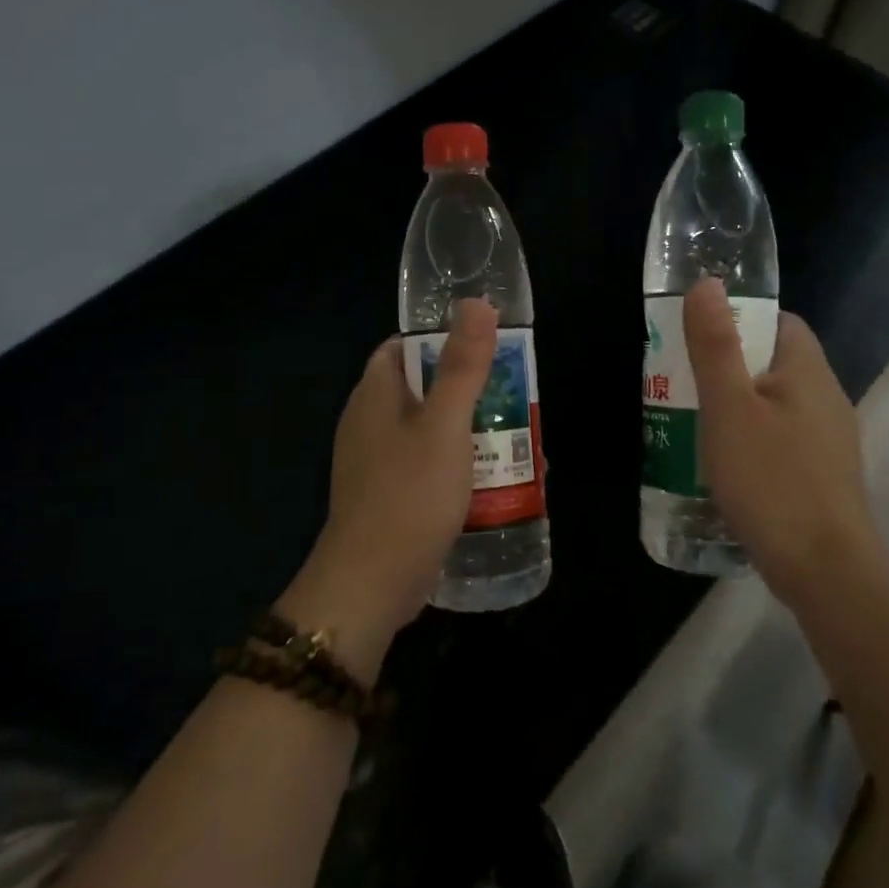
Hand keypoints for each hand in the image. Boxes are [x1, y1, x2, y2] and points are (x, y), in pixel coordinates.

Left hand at [280, 299, 497, 676]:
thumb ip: (462, 364)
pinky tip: (493, 481)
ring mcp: (378, 464)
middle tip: (515, 397)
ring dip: (470, 432)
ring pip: (430, 431)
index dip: (442, 341)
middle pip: (423, 389)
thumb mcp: (445, 424)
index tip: (488, 349)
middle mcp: (370, 423)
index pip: (403, 348)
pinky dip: (459, 467)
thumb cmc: (409, 493)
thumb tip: (476, 303)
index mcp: (375, 395)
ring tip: (517, 441)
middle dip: (469, 391)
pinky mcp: (391, 497)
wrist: (372, 585)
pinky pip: (429, 467)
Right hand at [683, 278, 884, 601]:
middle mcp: (826, 397)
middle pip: (774, 363)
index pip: (779, 322)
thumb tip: (707, 283)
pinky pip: (782, 440)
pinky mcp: (823, 476)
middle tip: (684, 382)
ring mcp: (829, 440)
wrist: (826, 570)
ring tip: (695, 423)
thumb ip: (715, 345)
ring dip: (738, 407)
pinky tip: (726, 466)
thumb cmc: (771, 479)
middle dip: (729, 366)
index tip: (700, 337)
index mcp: (807, 371)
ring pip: (776, 404)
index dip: (740, 319)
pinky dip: (753, 441)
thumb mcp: (729, 408)